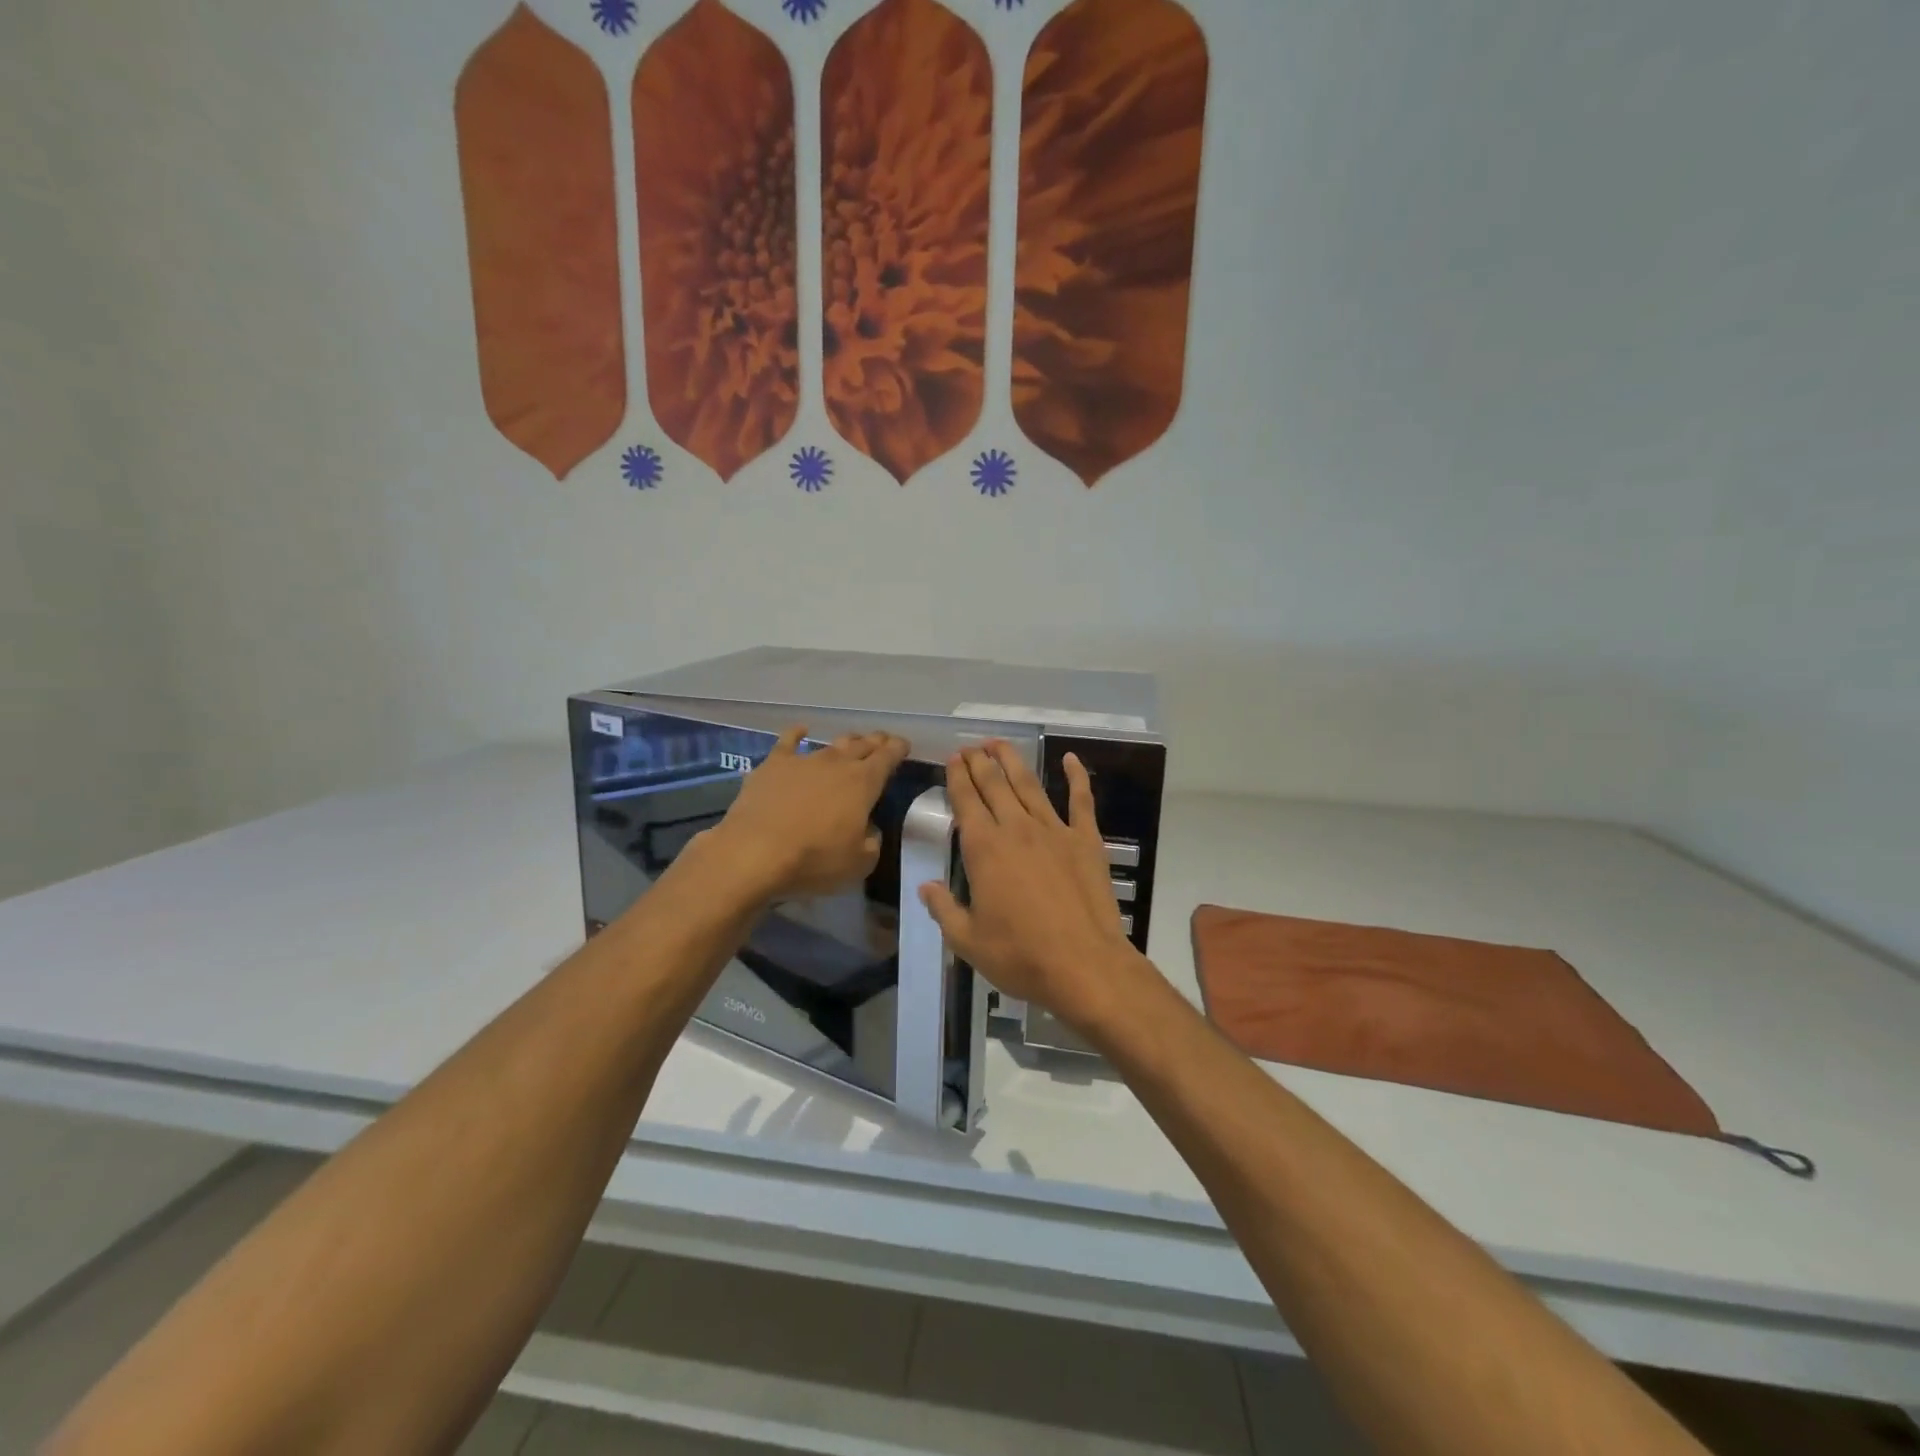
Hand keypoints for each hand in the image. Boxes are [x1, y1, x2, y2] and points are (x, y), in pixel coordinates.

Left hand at [709, 727, 909, 900]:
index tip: (903, 745)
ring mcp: (804, 760)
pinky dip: (798, 733)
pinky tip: (802, 730)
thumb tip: (867, 829)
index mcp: (864, 783)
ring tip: (852, 742)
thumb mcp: (859, 863)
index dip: (898, 749)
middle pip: (862, 745)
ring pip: (831, 744)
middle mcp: (837, 764)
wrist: (754, 852)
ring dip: (846, 742)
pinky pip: (788, 741)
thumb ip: (871, 842)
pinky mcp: (773, 765)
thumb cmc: (814, 859)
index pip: (888, 757)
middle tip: (882, 742)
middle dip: (875, 742)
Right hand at [919, 741, 1148, 1033]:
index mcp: (984, 849)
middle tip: (971, 747)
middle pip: (994, 785)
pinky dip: (1076, 776)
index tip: (952, 759)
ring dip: (1012, 761)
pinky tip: (1071, 759)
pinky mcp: (1086, 840)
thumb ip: (943, 909)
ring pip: (1029, 784)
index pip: (965, 801)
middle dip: (980, 762)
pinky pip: (1081, 800)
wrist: (1084, 966)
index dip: (957, 777)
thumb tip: (925, 886)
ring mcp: (1054, 830)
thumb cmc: (1020, 956)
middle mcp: (1016, 829)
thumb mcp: (968, 941)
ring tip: (1000, 744)